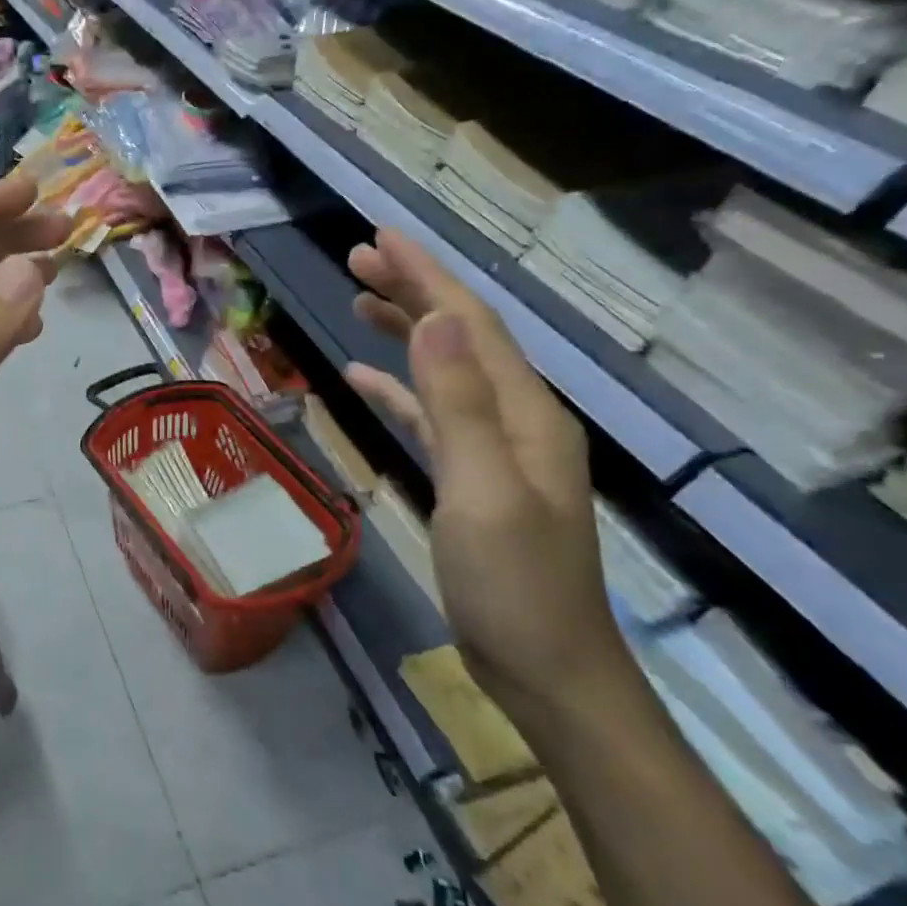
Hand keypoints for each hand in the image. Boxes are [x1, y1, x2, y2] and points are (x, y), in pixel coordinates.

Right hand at [344, 230, 633, 720]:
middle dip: (413, 289)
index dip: (426, 275)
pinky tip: (366, 378)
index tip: (380, 237)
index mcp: (525, 412)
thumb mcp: (482, 492)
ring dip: (405, 331)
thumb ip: (459, 404)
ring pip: (444, 370)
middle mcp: (516, 417)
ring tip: (359, 299)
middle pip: (460, 336)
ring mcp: (495, 449)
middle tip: (359, 257)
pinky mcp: (472, 477)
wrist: (547, 668)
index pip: (469, 324)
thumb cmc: (514, 584)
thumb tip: (434, 320)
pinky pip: (432, 414)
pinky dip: (400, 388)